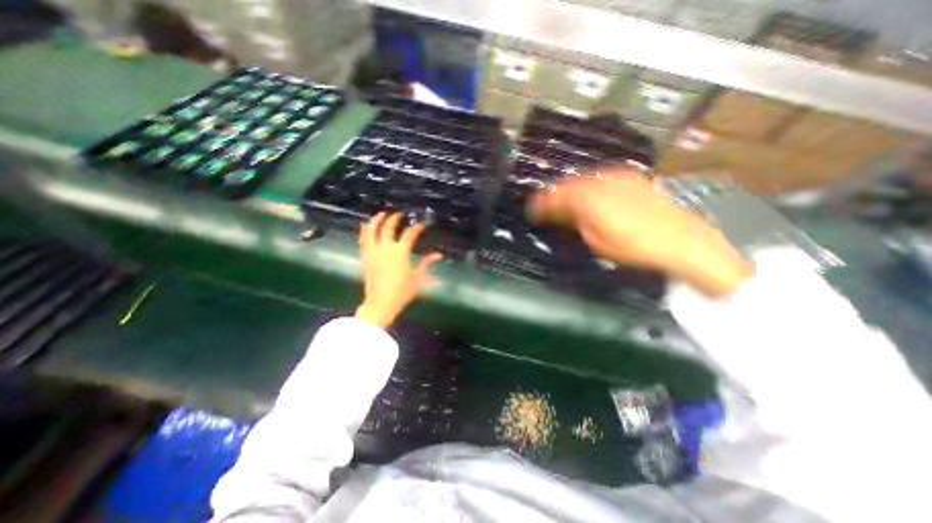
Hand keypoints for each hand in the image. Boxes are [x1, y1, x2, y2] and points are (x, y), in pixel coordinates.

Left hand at [358, 211, 442, 325]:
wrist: (380, 303)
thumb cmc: (402, 292)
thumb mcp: (418, 278)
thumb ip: (427, 263)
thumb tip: (439, 254)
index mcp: (400, 252)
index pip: (410, 233)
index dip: (417, 227)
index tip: (422, 225)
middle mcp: (385, 247)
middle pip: (389, 227)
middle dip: (395, 218)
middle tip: (400, 214)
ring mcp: (373, 251)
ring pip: (372, 230)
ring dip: (376, 220)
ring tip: (381, 214)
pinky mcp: (365, 257)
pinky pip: (363, 240)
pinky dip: (364, 231)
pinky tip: (366, 226)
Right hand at [527, 170, 752, 295]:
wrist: (682, 241)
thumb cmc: (634, 248)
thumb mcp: (596, 240)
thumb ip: (576, 222)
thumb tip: (564, 214)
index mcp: (588, 198)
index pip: (556, 197)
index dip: (541, 204)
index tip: (532, 210)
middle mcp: (602, 181)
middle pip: (569, 184)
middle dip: (555, 195)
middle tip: (546, 206)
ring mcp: (620, 178)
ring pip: (585, 179)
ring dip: (572, 189)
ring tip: (565, 201)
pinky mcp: (634, 180)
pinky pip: (602, 179)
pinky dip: (590, 187)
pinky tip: (591, 196)